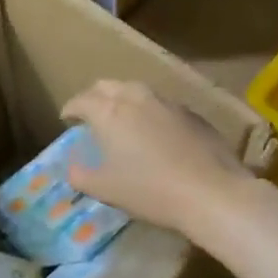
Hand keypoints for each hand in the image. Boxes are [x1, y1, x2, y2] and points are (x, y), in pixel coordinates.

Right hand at [60, 80, 253, 237]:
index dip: (70, 108)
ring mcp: (167, 102)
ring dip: (123, 100)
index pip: (82, 100)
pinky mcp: (192, 113)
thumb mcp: (105, 189)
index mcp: (109, 112)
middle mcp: (136, 98)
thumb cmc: (150, 190)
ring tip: (122, 119)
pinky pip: (161, 105)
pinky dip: (149, 112)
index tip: (66, 118)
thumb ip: (80, 176)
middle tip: (90, 114)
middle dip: (94, 96)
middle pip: (108, 86)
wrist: (211, 192)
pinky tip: (155, 132)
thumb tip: (72, 167)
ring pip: (137, 91)